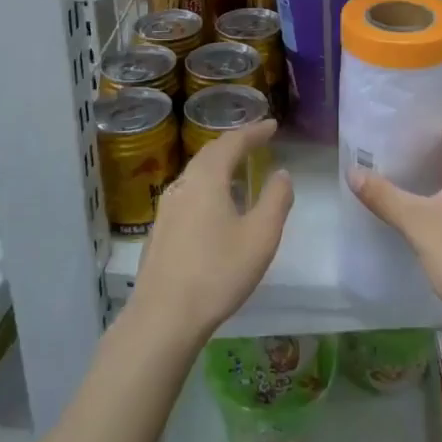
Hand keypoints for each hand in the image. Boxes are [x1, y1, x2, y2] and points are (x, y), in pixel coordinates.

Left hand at [130, 118, 291, 347]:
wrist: (163, 316)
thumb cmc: (218, 272)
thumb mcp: (260, 236)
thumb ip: (276, 200)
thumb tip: (282, 173)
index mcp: (207, 179)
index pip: (232, 142)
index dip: (254, 132)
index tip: (272, 125)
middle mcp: (182, 185)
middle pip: (209, 153)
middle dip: (234, 143)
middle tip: (256, 139)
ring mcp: (166, 208)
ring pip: (196, 174)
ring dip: (219, 164)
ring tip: (239, 168)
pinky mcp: (160, 231)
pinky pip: (188, 193)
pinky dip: (207, 185)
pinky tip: (215, 205)